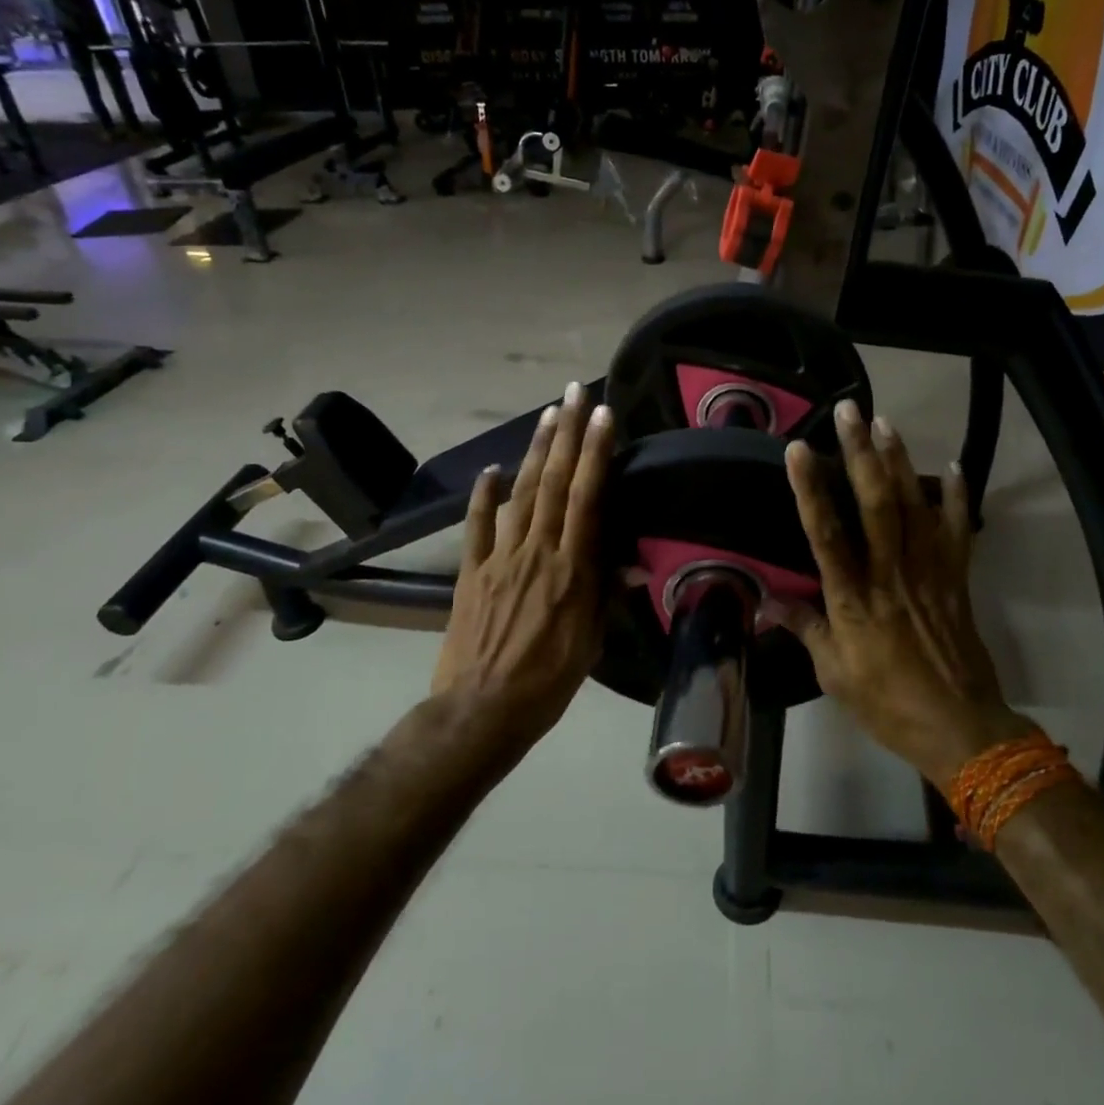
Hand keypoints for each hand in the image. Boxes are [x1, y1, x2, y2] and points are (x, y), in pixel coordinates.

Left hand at [432, 383, 614, 748]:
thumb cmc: (549, 680)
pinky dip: (483, 495)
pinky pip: (478, 526)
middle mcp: (537, 551)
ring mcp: (500, 558)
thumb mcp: (592, 641)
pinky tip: (492, 469)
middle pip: (554, 482)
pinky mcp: (471, 571)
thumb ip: (606, 593)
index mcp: (572, 569)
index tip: (603, 416)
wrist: (482, 711)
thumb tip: (631, 561)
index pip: (587, 498)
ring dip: (535, 451)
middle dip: (567, 434)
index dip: (596, 454)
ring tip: (548, 415)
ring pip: (521, 493)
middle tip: (575, 394)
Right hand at [772, 401, 1039, 791]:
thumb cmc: (887, 702)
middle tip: (850, 412)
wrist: (959, 727)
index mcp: (853, 598)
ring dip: (900, 461)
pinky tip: (954, 465)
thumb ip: (804, 628)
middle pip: (876, 504)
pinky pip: (958, 529)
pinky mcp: (957, 578)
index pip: (826, 534)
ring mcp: (929, 572)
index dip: (810, 488)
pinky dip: (957, 496)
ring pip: (915, 505)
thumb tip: (767, 600)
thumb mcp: (833, 673)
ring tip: (886, 422)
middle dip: (861, 453)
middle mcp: (890, 574)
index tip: (798, 449)